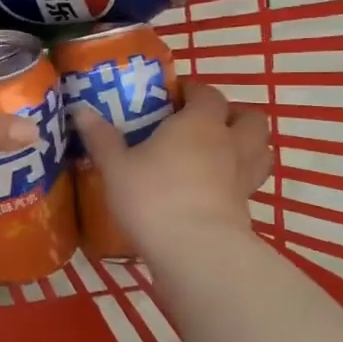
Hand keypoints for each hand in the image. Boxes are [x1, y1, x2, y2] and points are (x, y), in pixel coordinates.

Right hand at [72, 82, 273, 256]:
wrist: (194, 250)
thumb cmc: (152, 197)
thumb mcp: (116, 167)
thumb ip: (101, 138)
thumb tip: (81, 110)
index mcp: (199, 123)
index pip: (208, 93)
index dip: (194, 92)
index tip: (174, 97)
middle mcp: (229, 143)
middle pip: (250, 117)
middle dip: (234, 114)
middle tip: (206, 123)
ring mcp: (243, 177)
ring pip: (261, 149)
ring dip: (248, 145)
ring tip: (219, 153)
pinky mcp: (246, 208)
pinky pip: (250, 183)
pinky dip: (239, 180)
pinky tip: (215, 189)